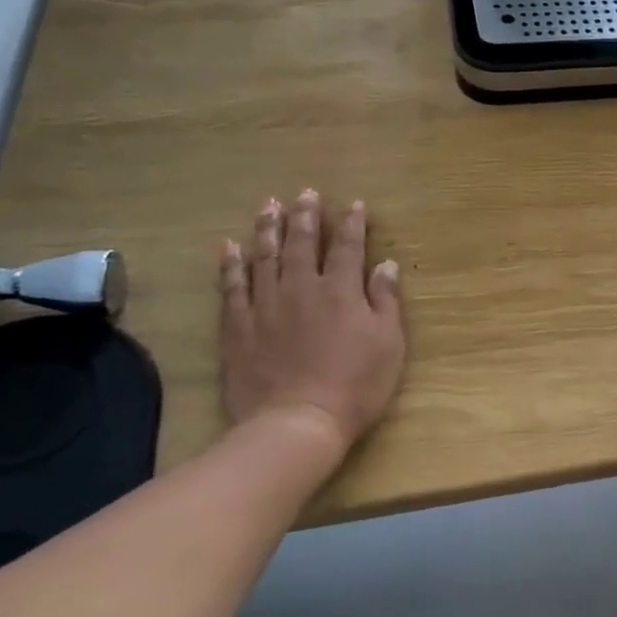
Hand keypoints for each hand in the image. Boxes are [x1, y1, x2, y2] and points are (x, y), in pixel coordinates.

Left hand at [219, 190, 405, 470]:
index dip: (352, 224)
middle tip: (305, 193)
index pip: (348, 247)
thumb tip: (385, 265)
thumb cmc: (355, 385)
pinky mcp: (238, 327)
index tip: (354, 204)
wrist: (297, 423)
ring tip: (268, 205)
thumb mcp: (388, 344)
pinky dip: (230, 265)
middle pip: (303, 244)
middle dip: (306, 216)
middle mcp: (302, 288)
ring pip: (265, 257)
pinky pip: (232, 287)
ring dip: (267, 229)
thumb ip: (385, 301)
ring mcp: (266, 306)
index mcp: (341, 291)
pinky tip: (228, 247)